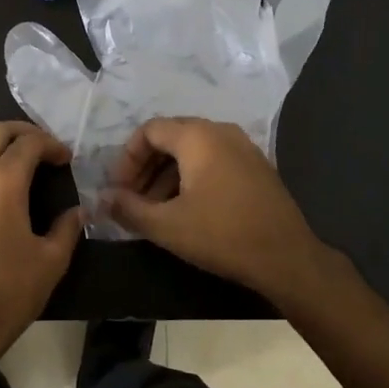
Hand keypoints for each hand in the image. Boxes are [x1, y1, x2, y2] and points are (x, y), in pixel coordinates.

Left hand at [0, 122, 82, 362]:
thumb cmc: (9, 292)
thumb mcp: (51, 261)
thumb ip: (67, 227)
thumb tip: (79, 211)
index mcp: (4, 182)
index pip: (30, 143)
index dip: (52, 145)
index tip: (65, 159)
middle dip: (22, 133)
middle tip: (40, 148)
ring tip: (7, 156)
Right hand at [104, 117, 350, 306]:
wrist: (287, 257)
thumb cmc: (222, 235)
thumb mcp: (167, 226)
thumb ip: (129, 208)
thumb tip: (101, 199)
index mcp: (197, 136)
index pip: (149, 130)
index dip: (127, 158)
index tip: (118, 189)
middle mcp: (221, 131)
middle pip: (171, 137)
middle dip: (146, 167)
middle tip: (132, 198)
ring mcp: (243, 147)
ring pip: (193, 150)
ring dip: (167, 174)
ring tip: (155, 209)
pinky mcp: (256, 166)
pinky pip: (213, 160)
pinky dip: (192, 177)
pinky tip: (186, 209)